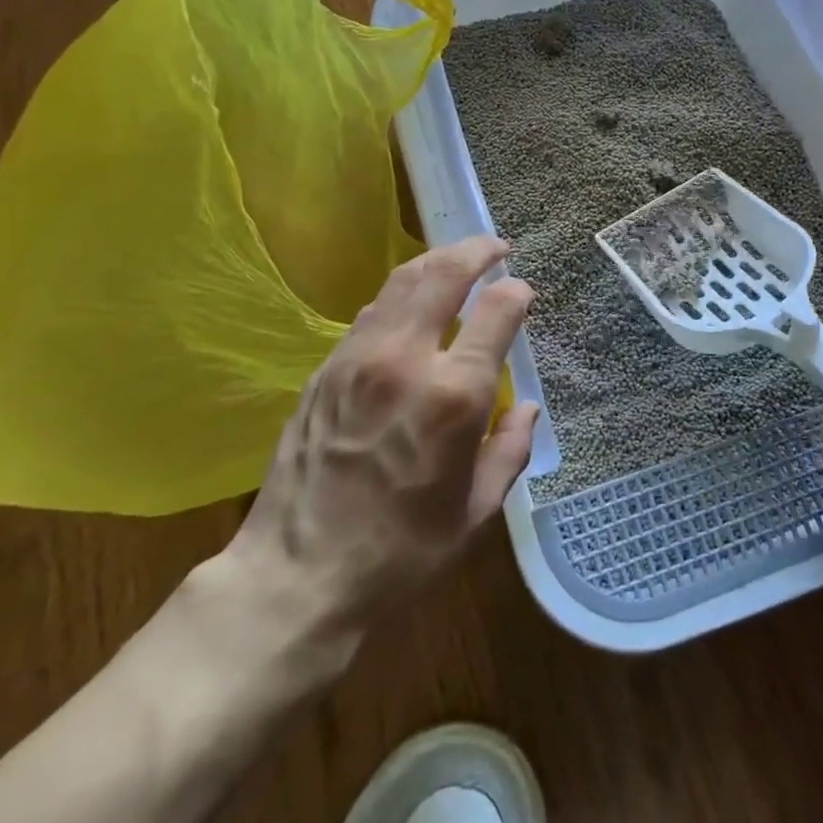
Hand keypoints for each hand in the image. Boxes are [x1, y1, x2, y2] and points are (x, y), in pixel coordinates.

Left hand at [229, 236, 538, 637]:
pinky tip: (411, 304)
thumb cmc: (401, 553)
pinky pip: (372, 311)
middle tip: (495, 246)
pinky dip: (401, 293)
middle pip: (445, 274)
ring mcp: (359, 358)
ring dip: (436, 262)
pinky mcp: (326, 368)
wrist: (297, 576)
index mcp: (454, 395)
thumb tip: (526, 408)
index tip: (523, 293)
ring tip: (456, 261)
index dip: (516, 293)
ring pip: (402, 281)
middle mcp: (406, 359)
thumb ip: (509, 449)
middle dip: (477, 250)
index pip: (496, 311)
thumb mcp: (476, 511)